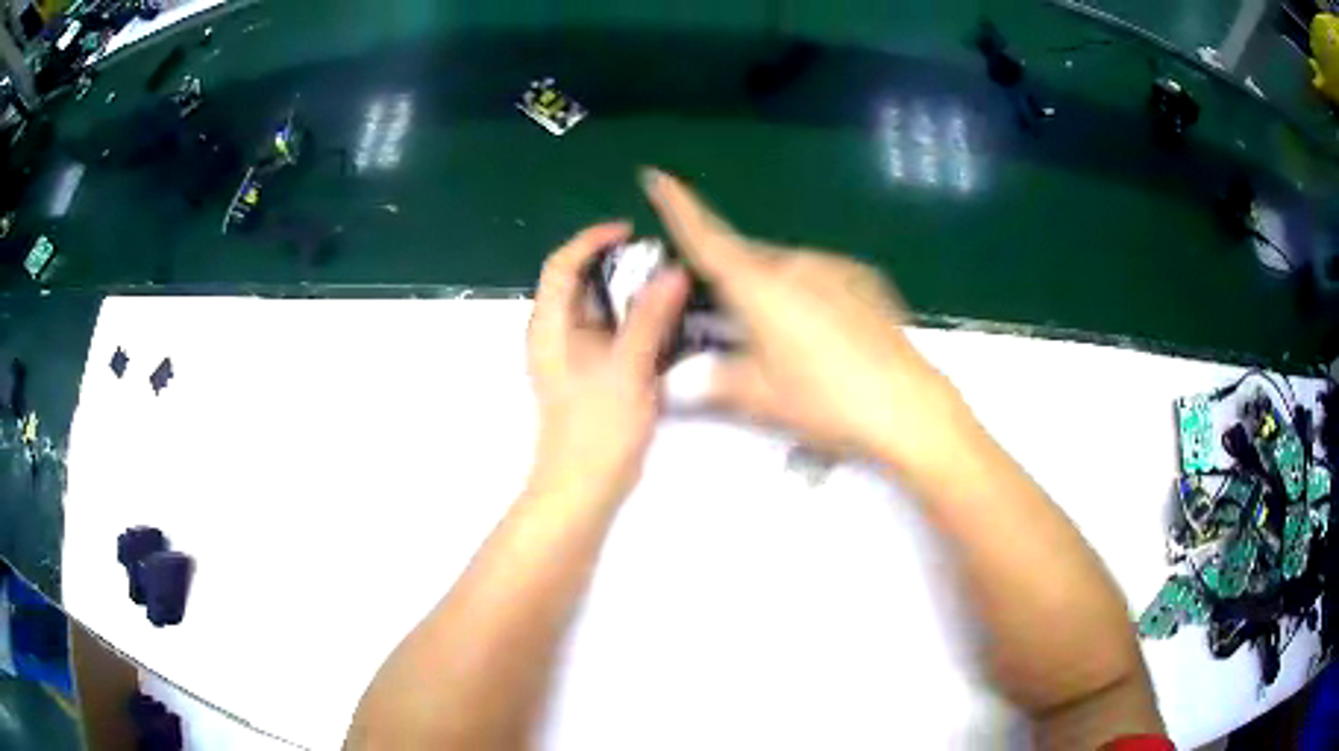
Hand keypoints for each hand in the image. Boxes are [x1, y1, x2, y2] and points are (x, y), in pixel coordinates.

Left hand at [526, 222, 690, 504]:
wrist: (584, 486)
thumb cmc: (597, 429)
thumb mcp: (626, 368)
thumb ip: (649, 319)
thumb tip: (673, 273)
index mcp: (550, 326)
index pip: (561, 265)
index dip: (590, 240)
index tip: (629, 232)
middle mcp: (557, 335)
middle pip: (581, 283)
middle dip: (618, 265)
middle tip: (660, 261)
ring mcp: (574, 356)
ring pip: (600, 309)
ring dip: (630, 294)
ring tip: (670, 288)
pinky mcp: (592, 374)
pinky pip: (613, 334)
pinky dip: (635, 322)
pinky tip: (666, 326)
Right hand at [642, 169, 969, 470]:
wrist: (907, 406)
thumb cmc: (826, 401)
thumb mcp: (761, 399)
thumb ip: (714, 380)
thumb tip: (682, 379)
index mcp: (760, 286)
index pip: (707, 238)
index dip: (678, 207)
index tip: (657, 175)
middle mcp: (795, 264)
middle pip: (746, 259)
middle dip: (729, 278)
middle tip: (726, 322)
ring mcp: (835, 267)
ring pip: (784, 269)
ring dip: (770, 290)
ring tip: (781, 340)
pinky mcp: (865, 280)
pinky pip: (818, 277)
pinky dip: (805, 293)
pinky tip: (821, 334)